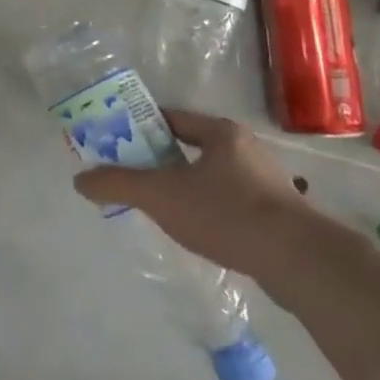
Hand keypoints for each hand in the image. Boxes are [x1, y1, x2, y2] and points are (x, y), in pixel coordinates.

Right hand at [73, 111, 313, 279]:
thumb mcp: (162, 196)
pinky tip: (198, 232)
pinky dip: (210, 211)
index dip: (141, 127)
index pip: (171, 118)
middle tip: (133, 176)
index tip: (117, 141)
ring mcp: (266, 182)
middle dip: (161, 160)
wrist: (300, 261)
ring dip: (186, 187)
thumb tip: (79, 180)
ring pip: (212, 177)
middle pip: (191, 147)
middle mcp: (245, 149)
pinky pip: (231, 203)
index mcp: (220, 132)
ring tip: (161, 207)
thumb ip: (119, 184)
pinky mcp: (278, 216)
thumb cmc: (227, 213)